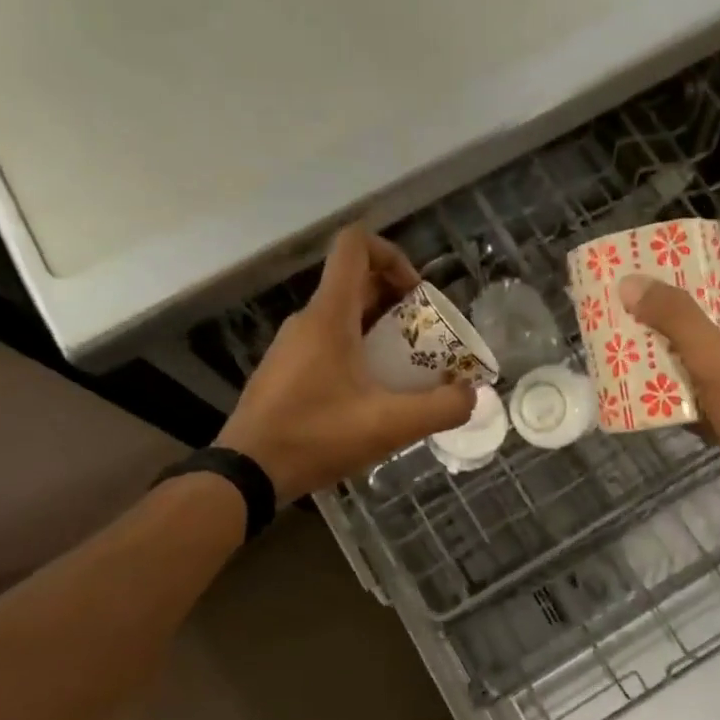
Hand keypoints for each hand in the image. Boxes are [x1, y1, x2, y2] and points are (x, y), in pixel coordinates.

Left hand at [218, 226, 475, 501]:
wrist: (248, 472)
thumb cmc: (317, 437)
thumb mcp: (390, 426)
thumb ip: (440, 408)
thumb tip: (471, 395)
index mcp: (330, 316)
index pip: (355, 246)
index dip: (392, 255)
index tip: (417, 295)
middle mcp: (308, 321)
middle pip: (356, 283)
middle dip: (397, 301)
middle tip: (425, 338)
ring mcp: (292, 346)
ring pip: (342, 317)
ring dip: (379, 330)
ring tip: (405, 370)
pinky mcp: (285, 372)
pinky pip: (327, 344)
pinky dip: (356, 353)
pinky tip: (372, 397)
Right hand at [619, 251, 719, 544]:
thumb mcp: (717, 361)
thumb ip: (677, 320)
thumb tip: (634, 283)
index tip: (699, 264)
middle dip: (699, 308)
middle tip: (656, 300)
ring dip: (686, 350)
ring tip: (644, 339)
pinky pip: (711, 397)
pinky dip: (685, 391)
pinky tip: (651, 389)